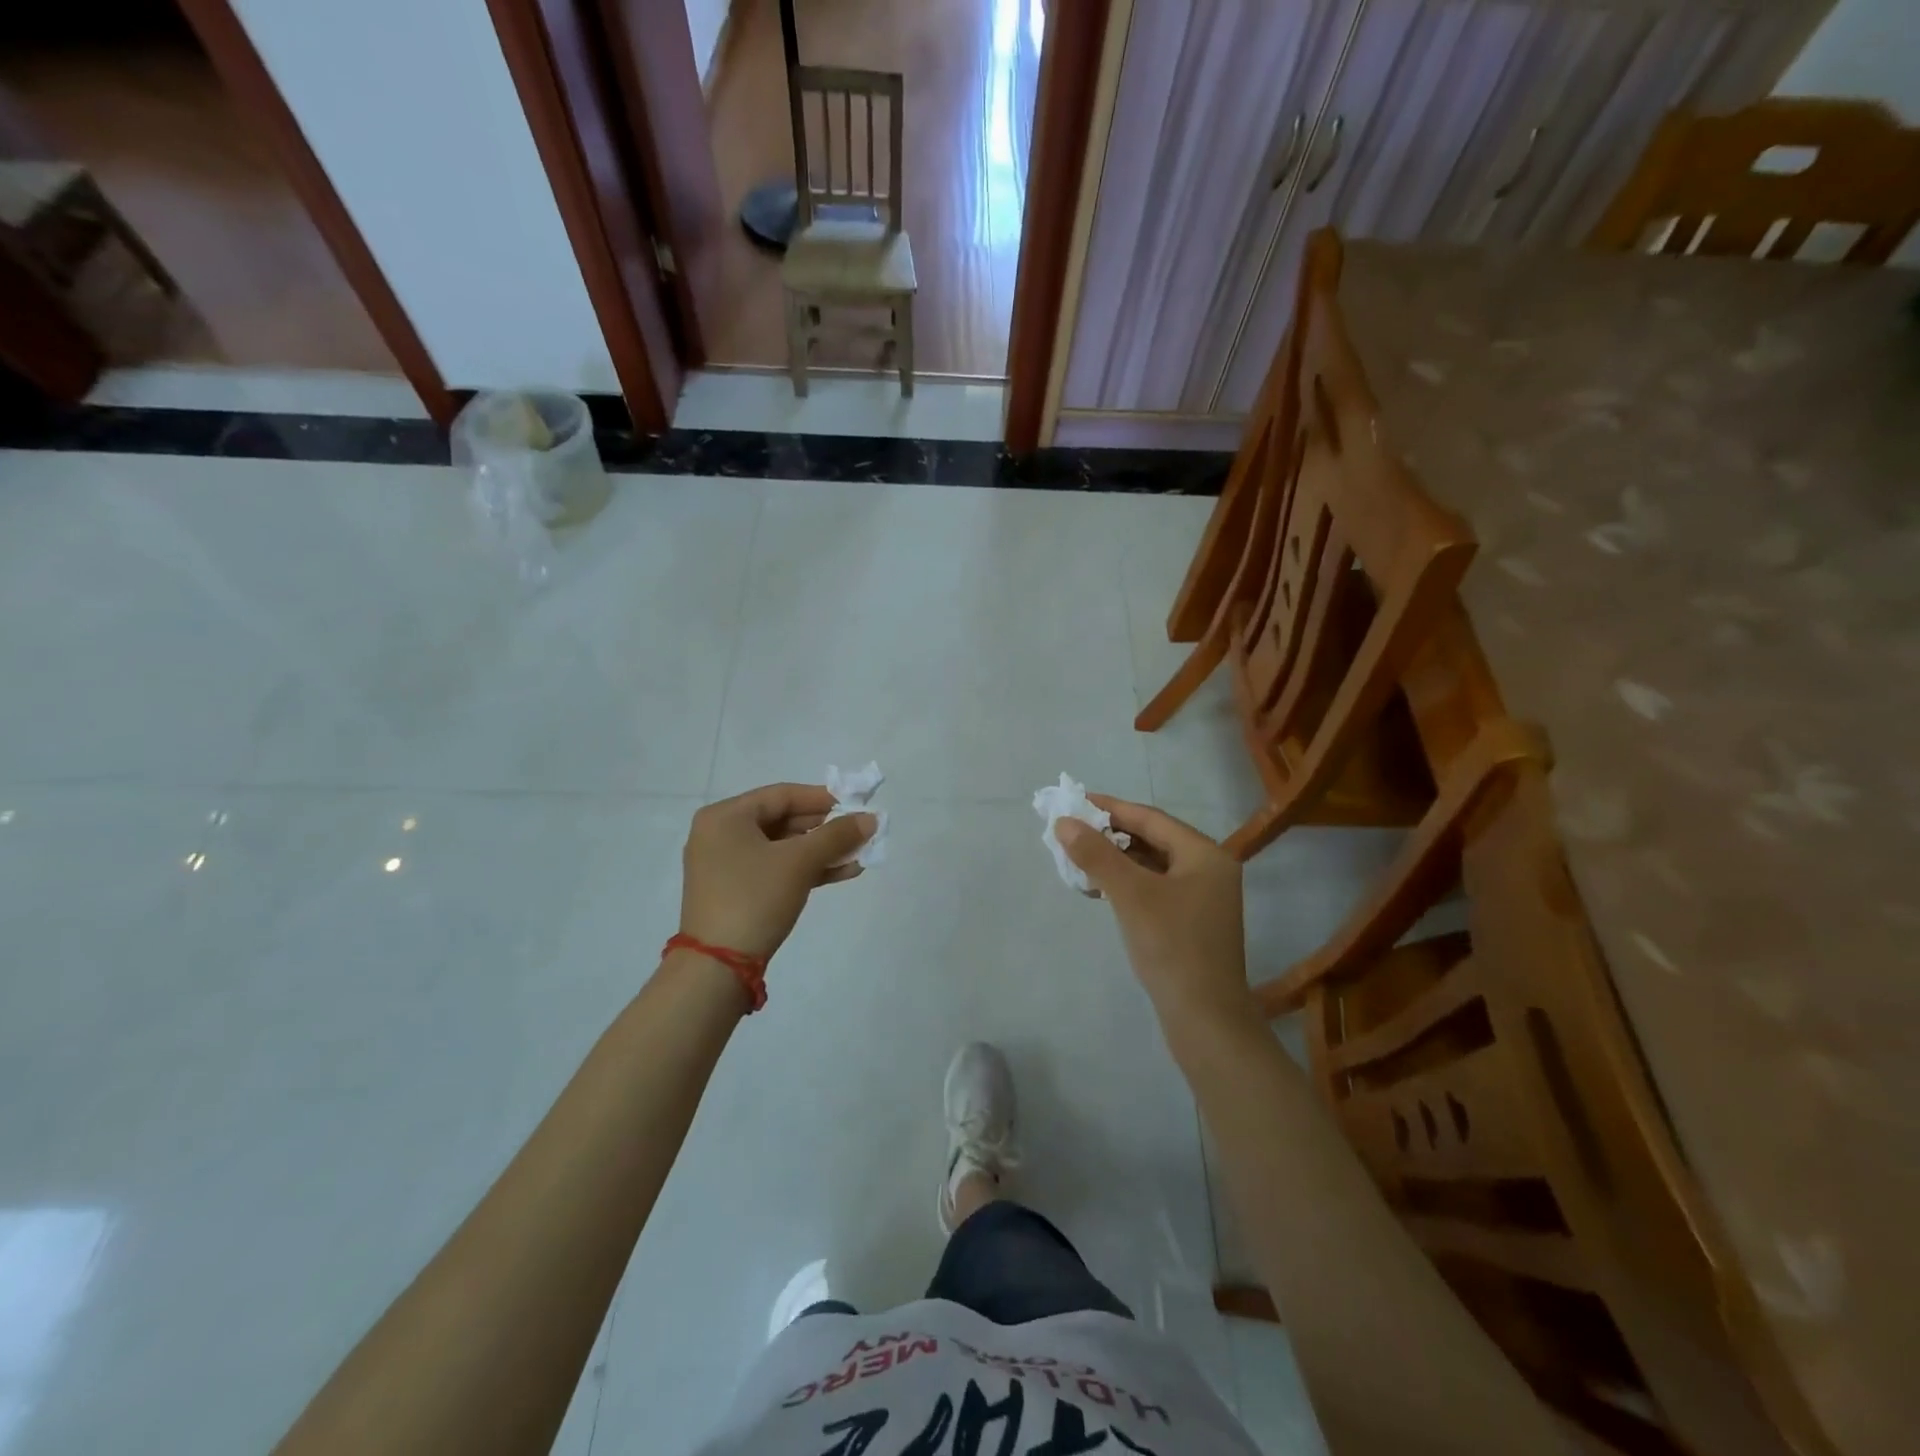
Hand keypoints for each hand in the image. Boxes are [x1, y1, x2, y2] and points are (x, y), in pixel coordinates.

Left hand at [679, 784, 875, 961]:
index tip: (855, 804)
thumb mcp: (799, 862)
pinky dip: (807, 869)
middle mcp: (721, 834)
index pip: (782, 795)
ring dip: (822, 850)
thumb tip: (871, 818)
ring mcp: (727, 865)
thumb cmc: (755, 898)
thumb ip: (837, 836)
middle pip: (783, 820)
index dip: (822, 798)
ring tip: (860, 853)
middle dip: (826, 828)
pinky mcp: (737, 891)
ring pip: (783, 848)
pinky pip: (777, 869)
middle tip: (860, 831)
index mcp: (725, 817)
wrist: (719, 966)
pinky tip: (843, 872)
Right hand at [1054, 799, 1253, 1028]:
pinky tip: (1098, 890)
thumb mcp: (1130, 895)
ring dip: (1115, 860)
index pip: (1150, 818)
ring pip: (1150, 865)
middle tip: (1071, 832)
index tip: (1074, 801)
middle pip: (1152, 839)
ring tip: (1077, 860)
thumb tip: (1064, 822)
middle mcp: (1208, 870)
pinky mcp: (1190, 922)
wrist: (1205, 1020)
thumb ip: (1096, 855)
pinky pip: (1153, 888)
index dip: (1110, 808)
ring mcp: (1201, 898)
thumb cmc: (1172, 947)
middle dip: (1110, 835)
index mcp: (1205, 854)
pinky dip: (1125, 884)